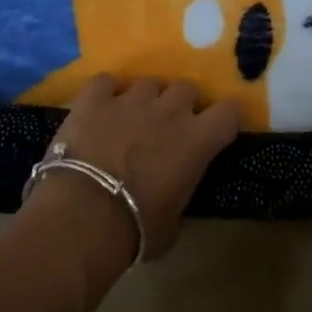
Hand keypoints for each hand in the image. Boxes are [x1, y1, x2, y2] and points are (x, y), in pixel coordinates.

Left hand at [46, 74, 239, 259]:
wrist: (82, 217)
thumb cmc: (135, 229)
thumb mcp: (173, 222)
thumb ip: (180, 192)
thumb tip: (174, 190)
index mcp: (197, 140)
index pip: (230, 110)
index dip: (225, 117)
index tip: (216, 130)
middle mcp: (170, 110)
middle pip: (187, 87)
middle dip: (180, 104)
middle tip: (168, 127)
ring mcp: (131, 100)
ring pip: (148, 82)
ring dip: (145, 98)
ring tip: (131, 118)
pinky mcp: (94, 99)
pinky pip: (105, 82)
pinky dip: (105, 93)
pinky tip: (99, 109)